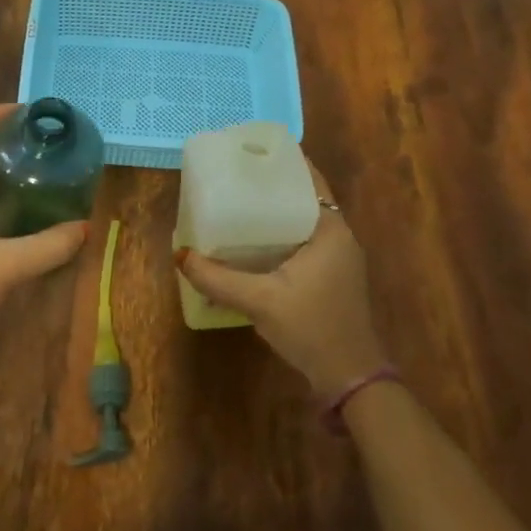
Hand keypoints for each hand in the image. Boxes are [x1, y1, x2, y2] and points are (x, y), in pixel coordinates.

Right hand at [176, 162, 386, 397]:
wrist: (350, 379)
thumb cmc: (311, 329)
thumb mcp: (259, 301)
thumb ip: (218, 279)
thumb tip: (180, 256)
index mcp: (331, 230)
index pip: (309, 179)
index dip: (283, 161)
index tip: (251, 150)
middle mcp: (339, 237)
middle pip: (304, 197)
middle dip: (272, 185)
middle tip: (235, 175)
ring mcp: (339, 259)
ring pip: (304, 221)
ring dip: (277, 210)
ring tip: (238, 201)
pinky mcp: (332, 277)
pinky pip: (305, 240)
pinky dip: (282, 233)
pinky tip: (253, 241)